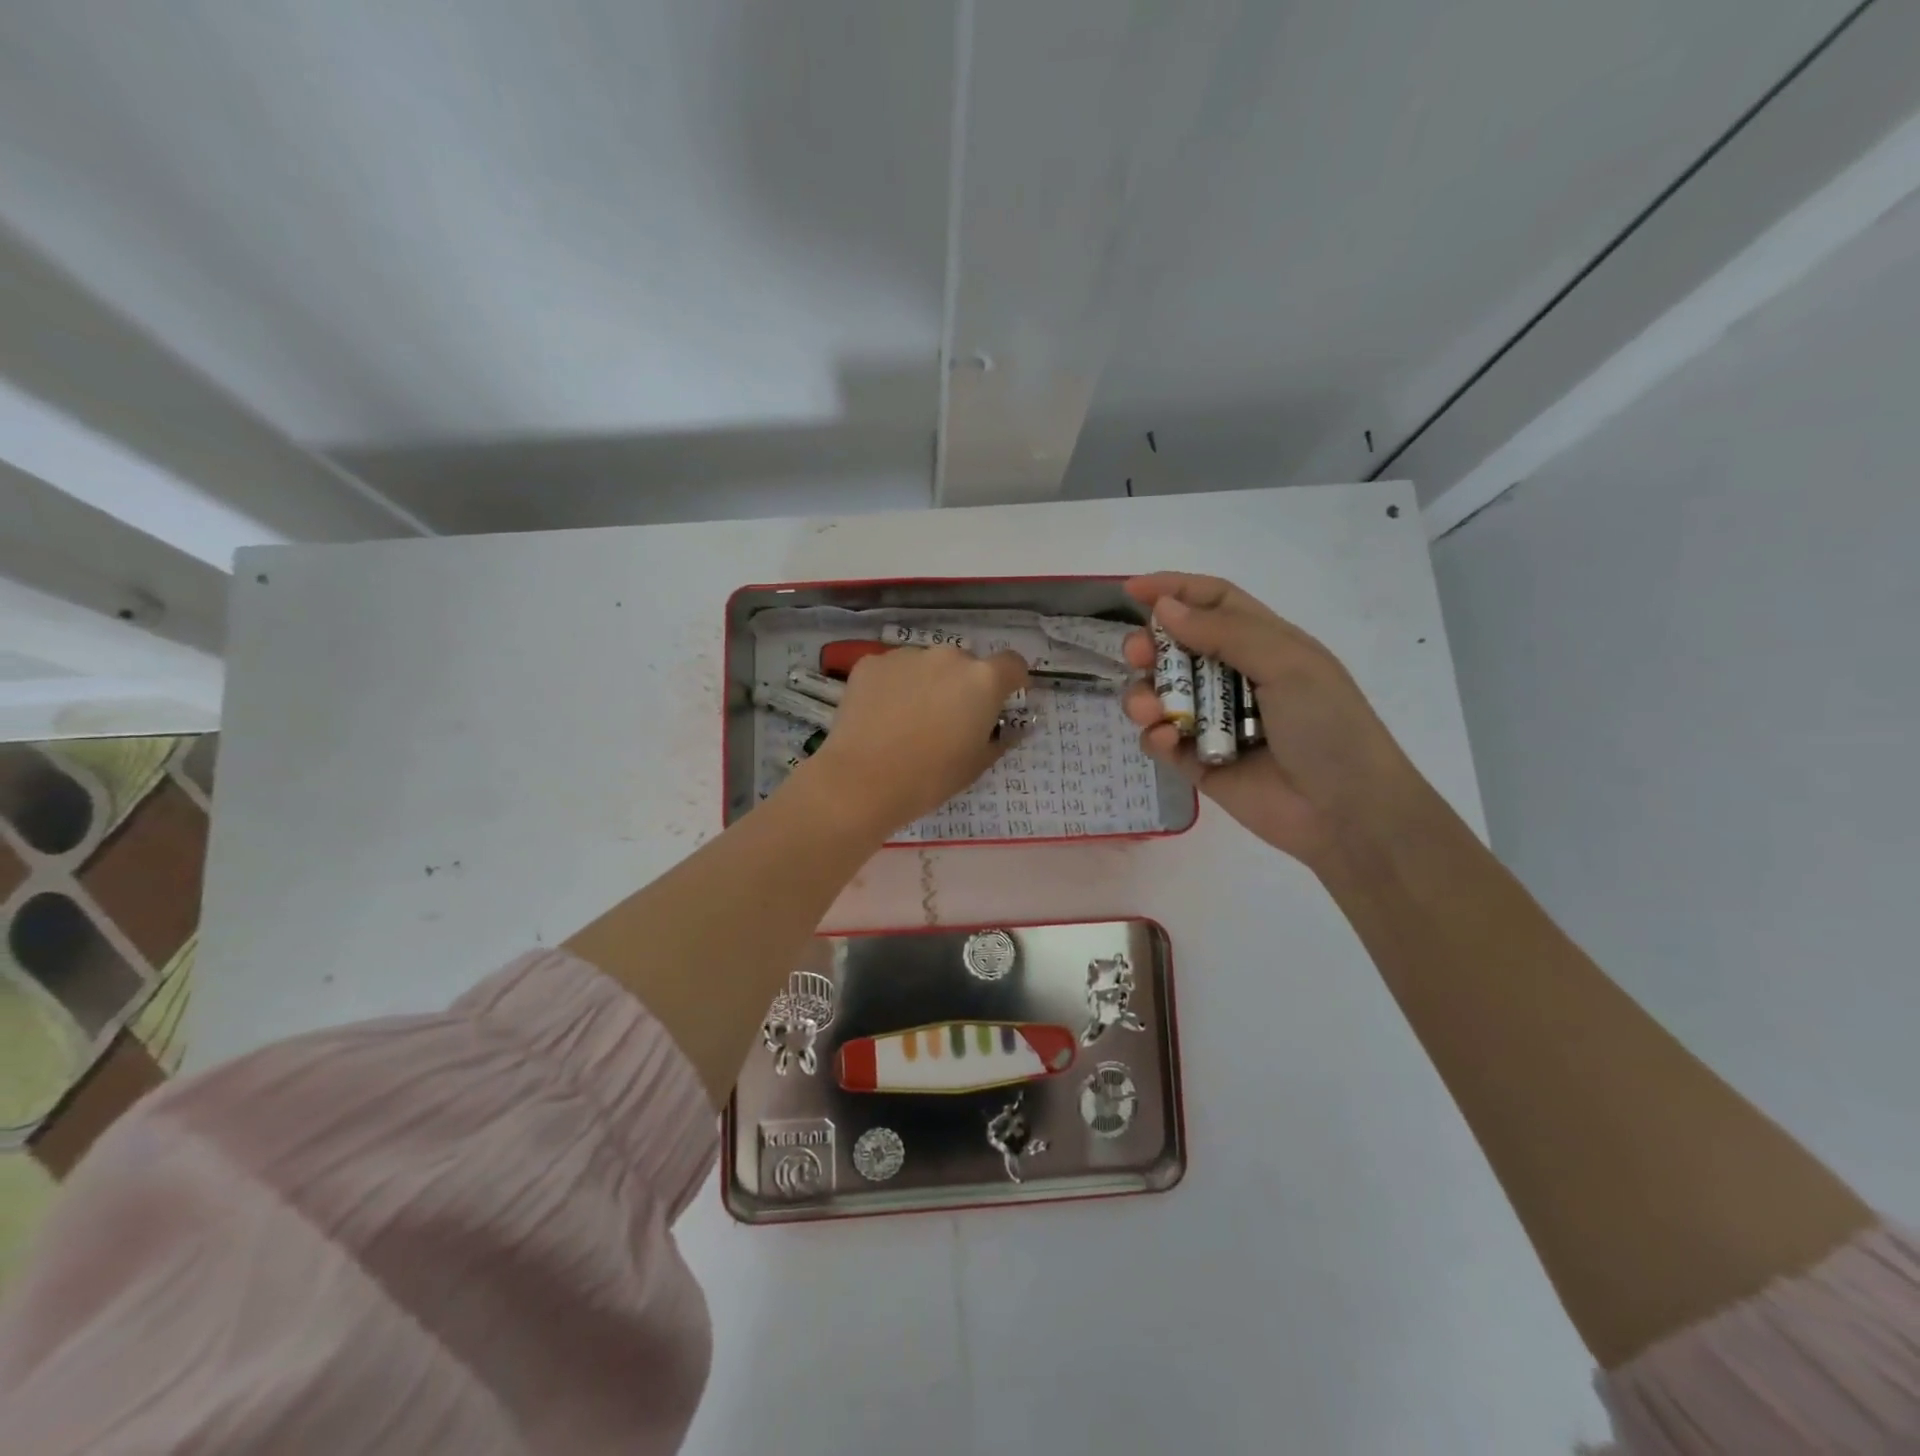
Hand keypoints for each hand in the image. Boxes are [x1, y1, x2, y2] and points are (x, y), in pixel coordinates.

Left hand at [802, 645, 1029, 836]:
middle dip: (963, 686)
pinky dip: (893, 686)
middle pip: (965, 664)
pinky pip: (893, 670)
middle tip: (948, 720)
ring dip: (927, 683)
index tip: (1003, 701)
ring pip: (927, 665)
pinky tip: (881, 716)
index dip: (1012, 681)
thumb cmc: (930, 778)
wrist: (862, 781)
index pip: (1012, 664)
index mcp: (983, 680)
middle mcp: (948, 656)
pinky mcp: (871, 662)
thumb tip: (1010, 729)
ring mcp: (907, 655)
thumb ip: (1000, 738)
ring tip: (908, 720)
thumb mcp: (977, 765)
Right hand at [1121, 572, 1422, 866]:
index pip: (1212, 603)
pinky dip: (1156, 736)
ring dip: (1145, 694)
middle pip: (1176, 648)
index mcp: (1263, 644)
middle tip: (1136, 654)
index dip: (1174, 590)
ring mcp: (1213, 722)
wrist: (1346, 812)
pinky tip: (1168, 740)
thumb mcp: (1287, 664)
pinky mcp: (1198, 763)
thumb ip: (1224, 632)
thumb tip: (1164, 608)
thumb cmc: (1327, 726)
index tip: (1130, 590)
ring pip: (1160, 695)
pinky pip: (1162, 741)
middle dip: (1149, 646)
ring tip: (1149, 709)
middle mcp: (1233, 678)